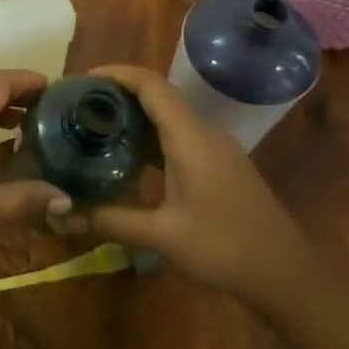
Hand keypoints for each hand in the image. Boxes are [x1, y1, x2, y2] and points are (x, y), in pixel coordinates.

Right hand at [83, 64, 305, 295]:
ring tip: (94, 129)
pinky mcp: (219, 165)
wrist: (285, 274)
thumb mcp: (162, 236)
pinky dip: (149, 138)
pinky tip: (127, 159)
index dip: (115, 74)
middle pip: (157, 96)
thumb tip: (62, 216)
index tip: (80, 80)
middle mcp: (203, 133)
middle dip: (117, 95)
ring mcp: (215, 148)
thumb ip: (111, 221)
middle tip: (77, 108)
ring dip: (133, 117)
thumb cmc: (225, 248)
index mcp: (190, 137)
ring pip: (168, 118)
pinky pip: (178, 137)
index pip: (151, 84)